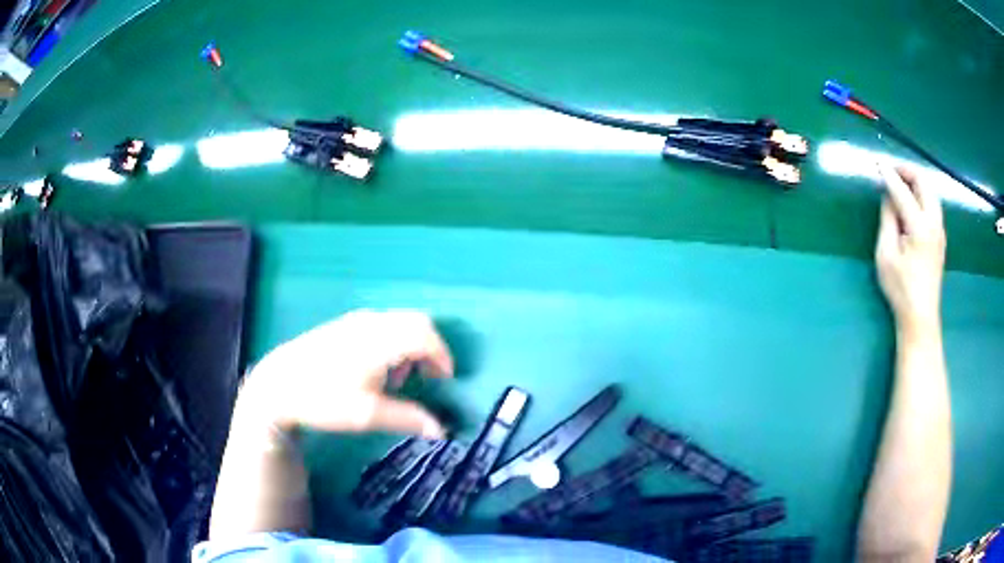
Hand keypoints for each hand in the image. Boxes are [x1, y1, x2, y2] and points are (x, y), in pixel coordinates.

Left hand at [238, 310, 453, 438]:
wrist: (278, 384)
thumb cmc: (323, 399)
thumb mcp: (366, 415)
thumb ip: (408, 419)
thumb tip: (441, 430)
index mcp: (379, 341)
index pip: (425, 334)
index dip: (442, 355)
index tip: (446, 379)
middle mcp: (371, 323)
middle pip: (416, 322)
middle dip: (430, 348)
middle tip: (430, 376)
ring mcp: (355, 321)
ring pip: (398, 322)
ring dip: (411, 345)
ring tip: (400, 379)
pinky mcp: (343, 325)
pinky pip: (382, 325)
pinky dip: (393, 342)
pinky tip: (377, 368)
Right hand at [875, 164, 945, 336]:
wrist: (920, 317)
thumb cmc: (900, 289)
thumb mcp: (886, 254)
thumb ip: (888, 220)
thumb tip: (888, 196)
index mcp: (920, 226)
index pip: (902, 191)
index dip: (889, 175)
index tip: (877, 163)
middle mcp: (934, 222)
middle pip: (924, 182)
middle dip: (907, 170)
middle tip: (891, 170)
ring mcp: (940, 230)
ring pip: (931, 192)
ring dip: (916, 182)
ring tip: (900, 183)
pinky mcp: (940, 237)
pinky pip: (932, 204)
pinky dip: (921, 194)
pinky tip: (911, 202)